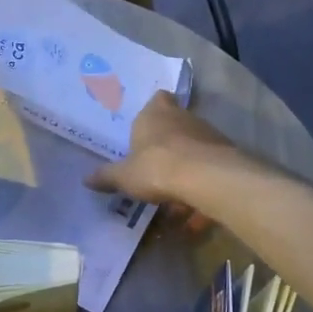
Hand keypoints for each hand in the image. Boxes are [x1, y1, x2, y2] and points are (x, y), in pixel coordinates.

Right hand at [85, 91, 244, 215]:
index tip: (148, 127)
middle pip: (177, 124)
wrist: (205, 177)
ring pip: (195, 147)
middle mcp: (184, 117)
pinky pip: (210, 170)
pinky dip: (202, 187)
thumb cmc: (156, 167)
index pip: (158, 99)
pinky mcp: (226, 154)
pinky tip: (195, 212)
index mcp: (156, 114)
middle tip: (156, 166)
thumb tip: (86, 179)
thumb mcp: (124, 176)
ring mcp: (208, 134)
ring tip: (175, 196)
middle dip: (169, 144)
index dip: (154, 110)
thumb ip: (106, 177)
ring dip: (187, 167)